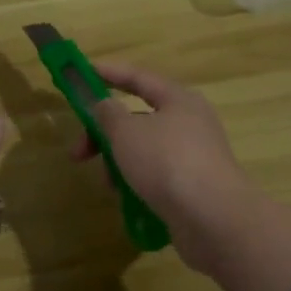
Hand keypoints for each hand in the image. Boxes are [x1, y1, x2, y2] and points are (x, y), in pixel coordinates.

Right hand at [75, 61, 274, 271]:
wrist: (213, 218)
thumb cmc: (166, 162)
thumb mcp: (126, 132)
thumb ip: (108, 114)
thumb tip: (105, 105)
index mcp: (178, 100)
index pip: (138, 78)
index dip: (109, 73)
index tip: (83, 72)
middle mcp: (190, 122)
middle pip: (138, 118)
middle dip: (104, 134)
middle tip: (78, 153)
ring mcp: (194, 156)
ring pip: (145, 150)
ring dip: (119, 162)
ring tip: (108, 185)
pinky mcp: (195, 186)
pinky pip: (156, 176)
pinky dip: (137, 182)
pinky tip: (127, 199)